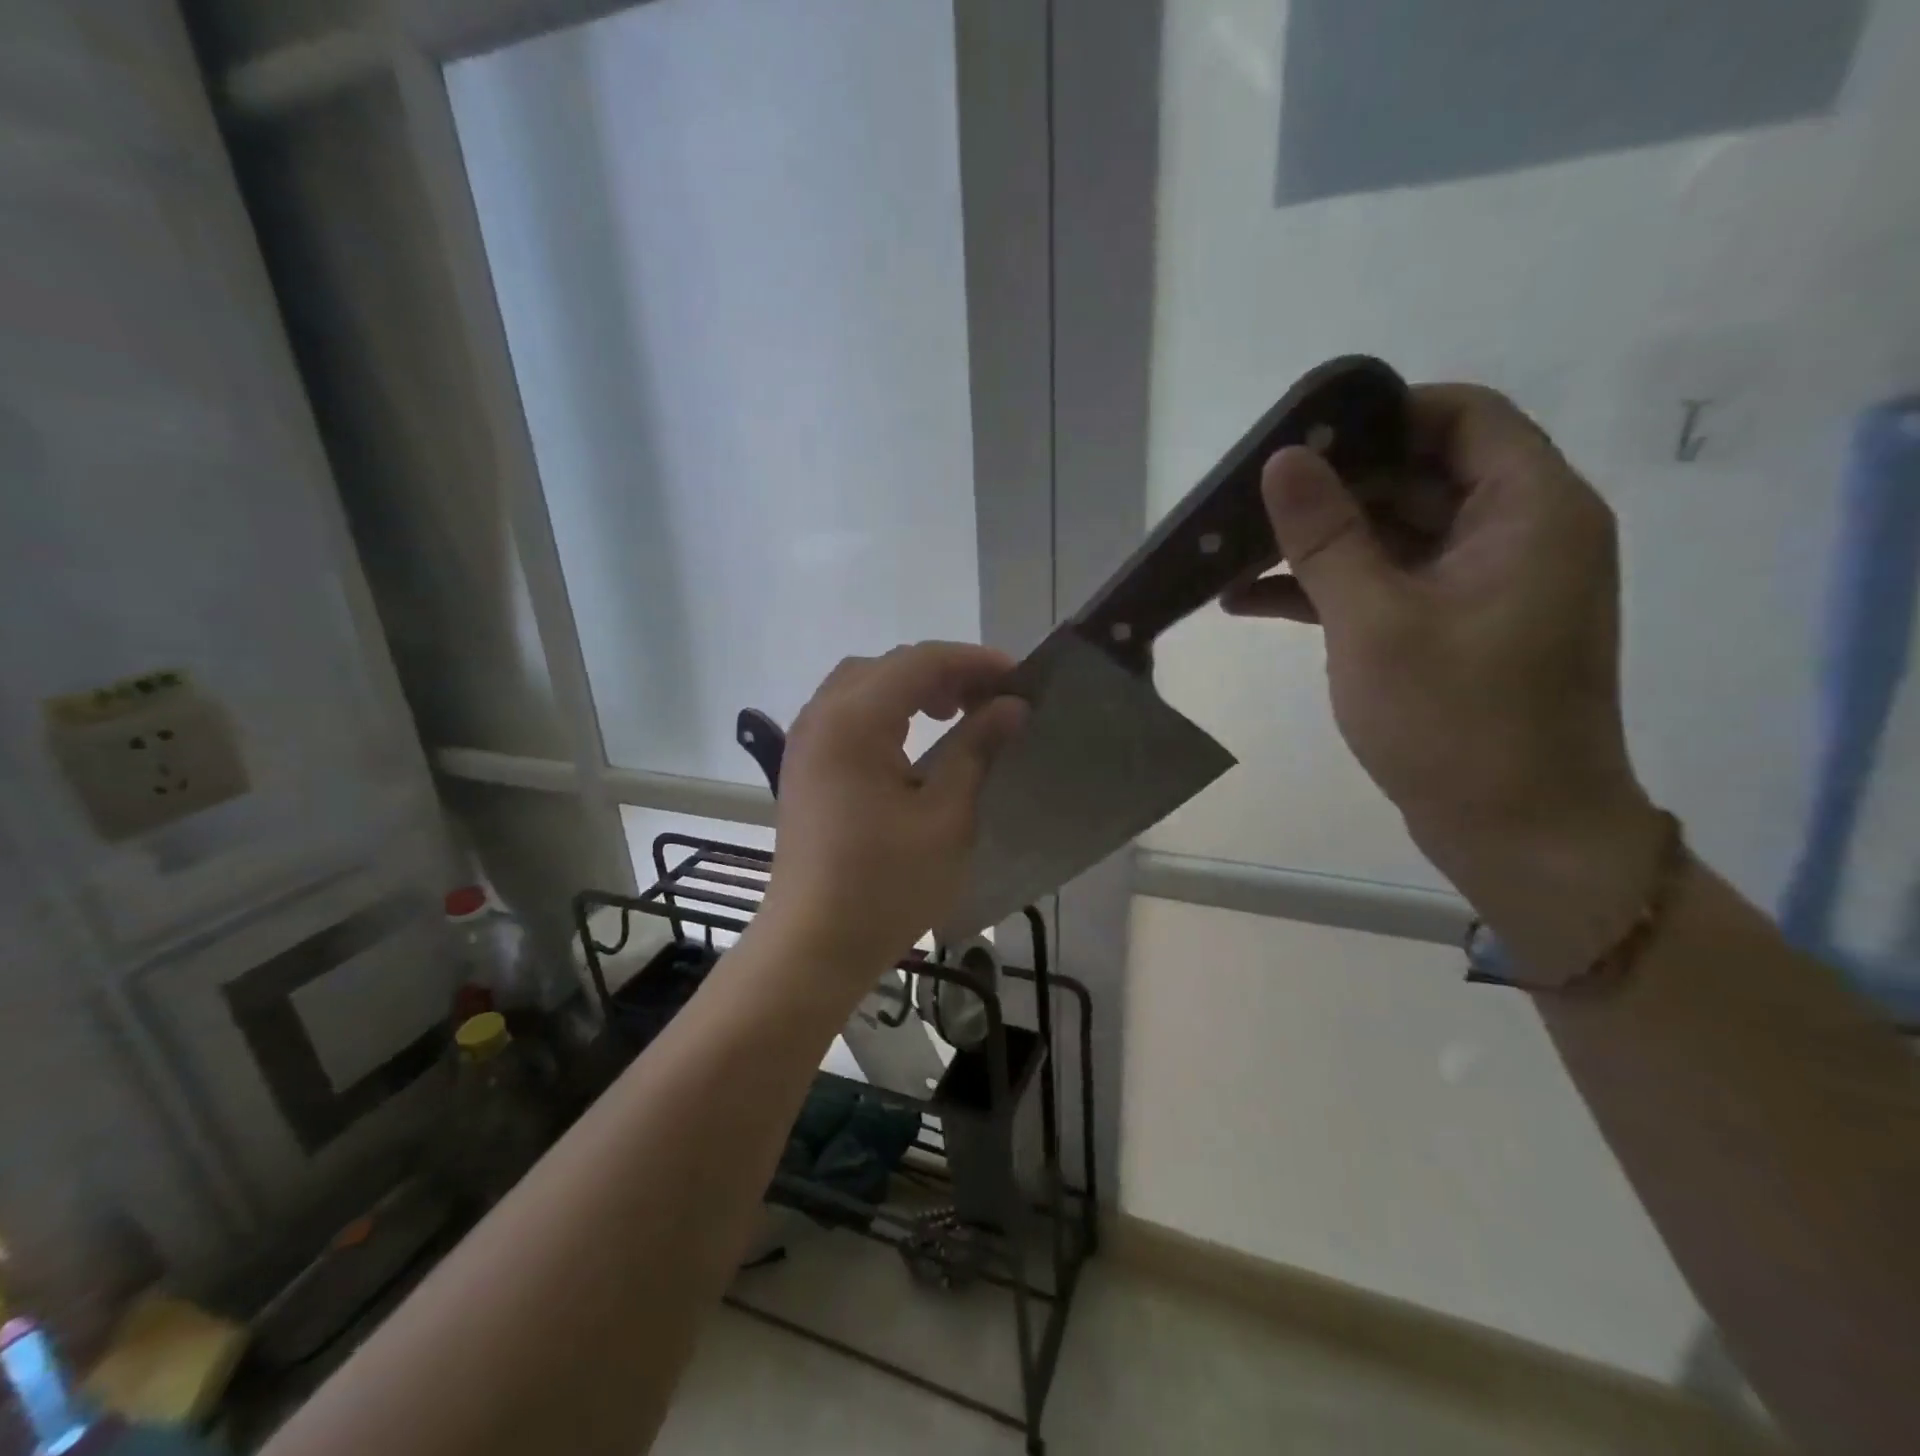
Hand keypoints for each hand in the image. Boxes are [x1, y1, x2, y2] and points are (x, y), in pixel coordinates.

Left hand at [753, 642, 1026, 998]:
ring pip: (864, 685)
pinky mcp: (804, 766)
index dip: (973, 662)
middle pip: (888, 666)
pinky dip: (885, 711)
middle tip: (991, 699)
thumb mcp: (946, 816)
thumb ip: (977, 749)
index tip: (1019, 679)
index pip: (919, 662)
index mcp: (853, 721)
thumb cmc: (885, 885)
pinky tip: (913, 740)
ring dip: (912, 688)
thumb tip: (1011, 706)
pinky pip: (846, 714)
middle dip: (944, 672)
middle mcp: (821, 717)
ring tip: (956, 713)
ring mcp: (805, 741)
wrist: (813, 945)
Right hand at [1225, 384, 1664, 971]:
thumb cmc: (1457, 723)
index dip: (1379, 415)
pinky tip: (1249, 602)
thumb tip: (1282, 460)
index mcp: (1529, 510)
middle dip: (1328, 487)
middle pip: (1416, 475)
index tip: (1300, 438)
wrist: (1517, 833)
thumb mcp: (1376, 622)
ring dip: (1316, 543)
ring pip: (1392, 534)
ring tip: (1230, 556)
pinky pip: (1386, 583)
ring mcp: (1482, 585)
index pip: (1460, 416)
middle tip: (1245, 500)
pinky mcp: (1452, 628)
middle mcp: (1515, 534)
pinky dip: (1327, 588)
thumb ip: (1326, 536)